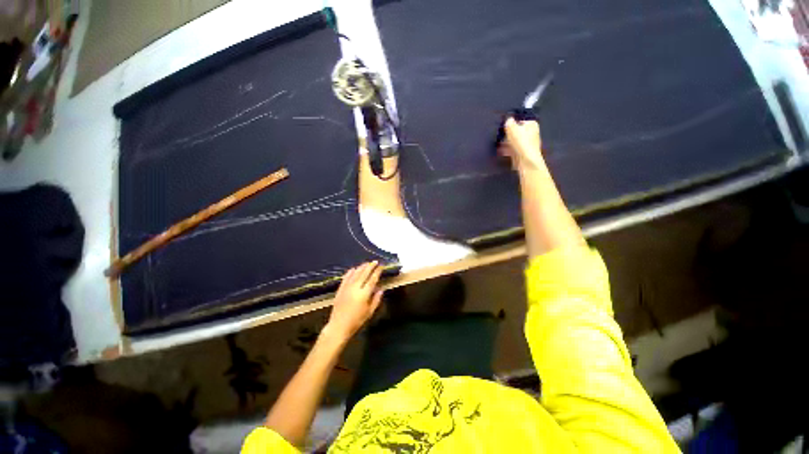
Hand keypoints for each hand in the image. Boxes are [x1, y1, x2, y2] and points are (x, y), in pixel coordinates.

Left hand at [324, 262, 383, 341]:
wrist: (339, 324)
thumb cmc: (357, 320)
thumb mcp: (369, 312)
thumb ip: (376, 300)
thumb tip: (380, 289)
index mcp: (364, 294)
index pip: (372, 279)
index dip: (377, 272)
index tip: (381, 266)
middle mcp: (355, 288)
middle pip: (363, 274)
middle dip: (370, 267)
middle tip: (375, 261)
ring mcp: (346, 287)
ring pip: (355, 274)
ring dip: (361, 267)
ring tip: (366, 263)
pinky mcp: (340, 289)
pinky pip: (346, 278)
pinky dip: (350, 272)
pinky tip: (353, 269)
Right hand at [498, 118, 543, 170]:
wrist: (527, 162)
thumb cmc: (521, 141)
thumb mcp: (511, 126)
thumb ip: (509, 121)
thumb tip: (508, 120)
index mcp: (532, 125)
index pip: (521, 119)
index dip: (513, 121)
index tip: (505, 124)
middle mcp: (533, 134)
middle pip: (518, 131)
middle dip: (509, 133)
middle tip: (501, 133)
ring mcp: (530, 145)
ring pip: (516, 141)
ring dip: (507, 141)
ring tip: (499, 142)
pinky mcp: (525, 154)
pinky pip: (515, 149)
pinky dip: (508, 150)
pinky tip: (501, 150)